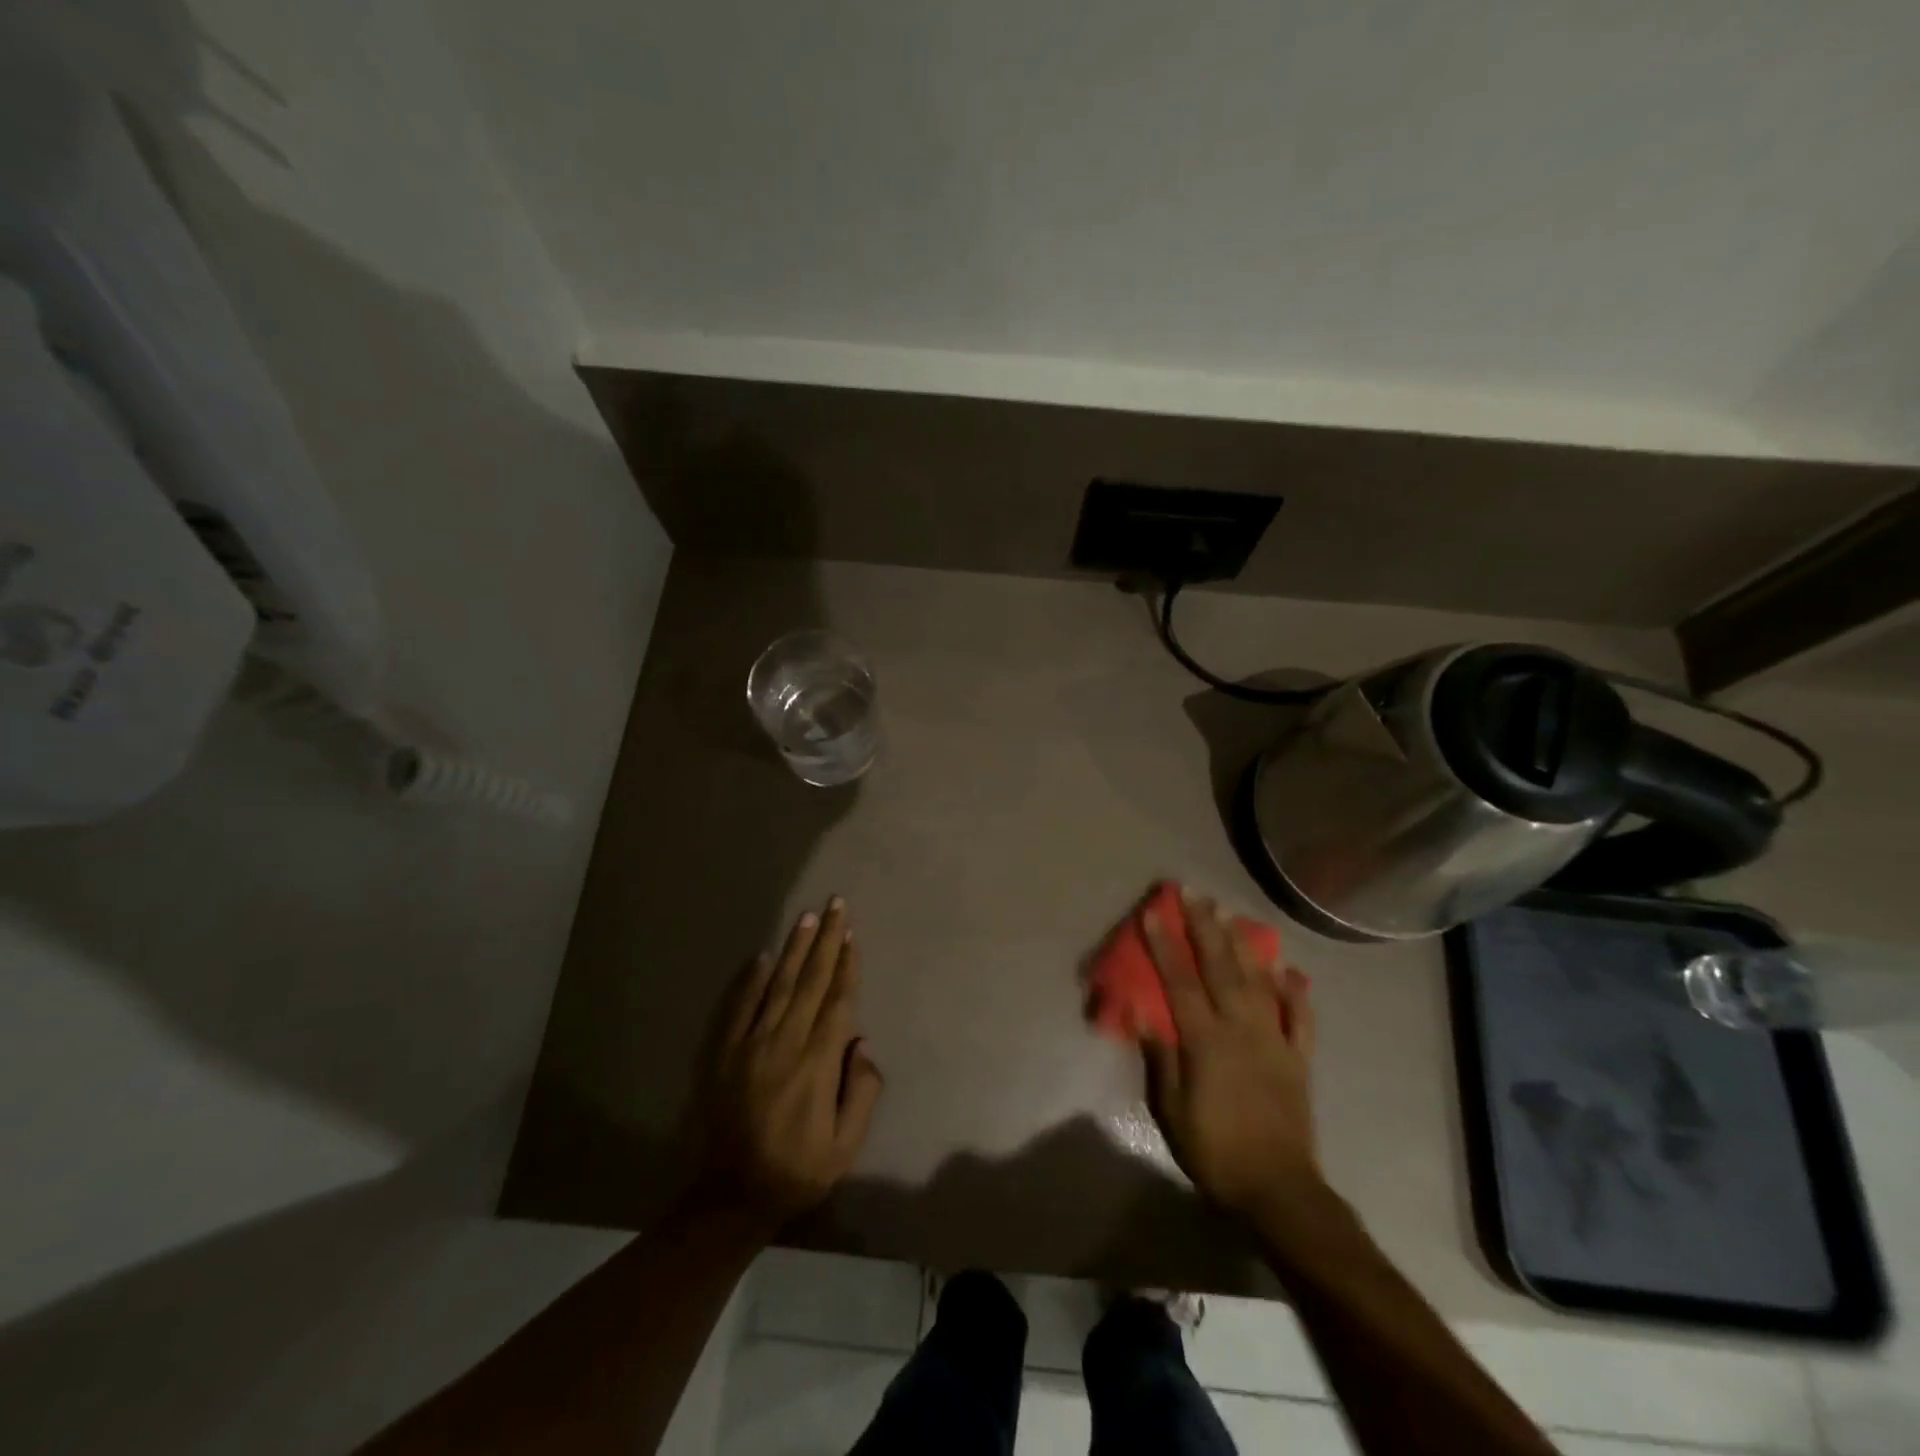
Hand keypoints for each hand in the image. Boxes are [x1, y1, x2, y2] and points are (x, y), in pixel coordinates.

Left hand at [688, 897, 883, 1230]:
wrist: (730, 1196)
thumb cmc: (797, 1170)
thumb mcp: (846, 1146)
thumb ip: (862, 1092)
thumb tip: (862, 1044)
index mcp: (817, 1064)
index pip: (837, 1002)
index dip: (846, 966)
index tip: (852, 935)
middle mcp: (785, 1043)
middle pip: (810, 981)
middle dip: (825, 941)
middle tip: (834, 905)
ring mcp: (751, 1045)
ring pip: (778, 985)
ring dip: (794, 949)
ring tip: (807, 917)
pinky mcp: (726, 1053)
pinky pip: (741, 1006)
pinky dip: (753, 979)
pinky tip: (764, 956)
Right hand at [1141, 890, 1320, 1219]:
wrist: (1279, 1191)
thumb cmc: (1215, 1152)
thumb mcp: (1171, 1111)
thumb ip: (1161, 1058)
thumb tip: (1143, 1012)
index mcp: (1207, 1041)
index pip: (1180, 982)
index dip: (1165, 945)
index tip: (1154, 913)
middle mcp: (1242, 1030)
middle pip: (1221, 969)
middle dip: (1204, 928)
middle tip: (1193, 894)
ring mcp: (1275, 1041)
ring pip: (1259, 982)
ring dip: (1244, 945)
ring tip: (1230, 914)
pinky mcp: (1299, 1059)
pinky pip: (1300, 1019)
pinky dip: (1296, 992)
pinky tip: (1289, 971)